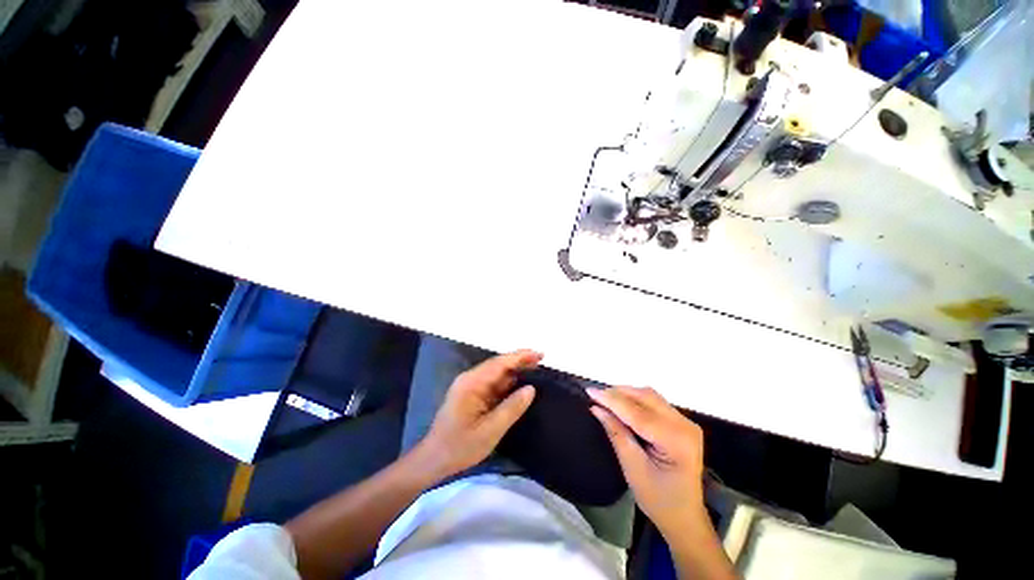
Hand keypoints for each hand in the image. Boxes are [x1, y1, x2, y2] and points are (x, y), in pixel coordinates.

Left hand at [415, 349, 541, 479]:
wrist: (433, 460)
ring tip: (535, 369)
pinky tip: (519, 384)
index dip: (521, 357)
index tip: (540, 354)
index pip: (499, 363)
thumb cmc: (459, 447)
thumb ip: (512, 408)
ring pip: (496, 373)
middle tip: (541, 359)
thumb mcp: (490, 430)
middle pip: (498, 365)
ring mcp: (470, 386)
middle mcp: (470, 379)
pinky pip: (492, 384)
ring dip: (514, 371)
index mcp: (472, 383)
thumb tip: (531, 389)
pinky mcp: (471, 394)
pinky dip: (507, 382)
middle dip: (519, 361)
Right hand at [588, 386, 706, 537]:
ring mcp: (685, 422)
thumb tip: (597, 408)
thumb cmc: (658, 500)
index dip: (612, 400)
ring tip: (605, 398)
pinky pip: (654, 402)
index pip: (638, 413)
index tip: (590, 391)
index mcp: (676, 441)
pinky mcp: (681, 422)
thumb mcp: (633, 468)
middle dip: (618, 393)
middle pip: (646, 398)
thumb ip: (616, 434)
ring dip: (626, 393)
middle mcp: (685, 425)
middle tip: (595, 395)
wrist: (685, 517)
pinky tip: (621, 403)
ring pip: (650, 396)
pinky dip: (635, 399)